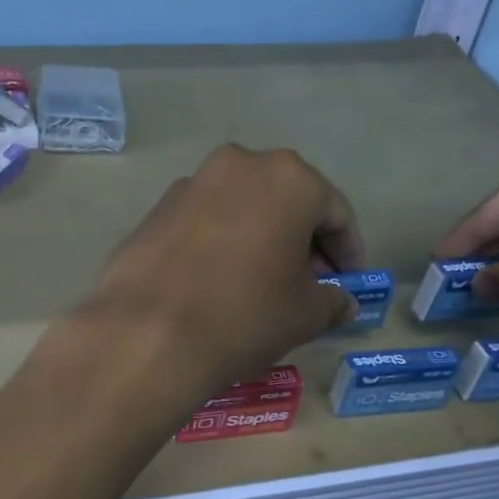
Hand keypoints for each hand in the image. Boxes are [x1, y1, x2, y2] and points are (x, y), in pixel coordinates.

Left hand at [77, 144, 363, 394]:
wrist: (148, 334)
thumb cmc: (245, 315)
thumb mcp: (305, 314)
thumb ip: (333, 300)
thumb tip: (342, 301)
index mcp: (288, 178)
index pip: (335, 212)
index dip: (348, 251)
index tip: (349, 282)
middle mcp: (239, 165)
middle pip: (286, 202)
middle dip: (303, 241)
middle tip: (309, 283)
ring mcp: (191, 184)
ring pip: (242, 209)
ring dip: (260, 239)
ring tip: (263, 284)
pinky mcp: (155, 210)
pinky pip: (205, 223)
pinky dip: (221, 245)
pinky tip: (218, 283)